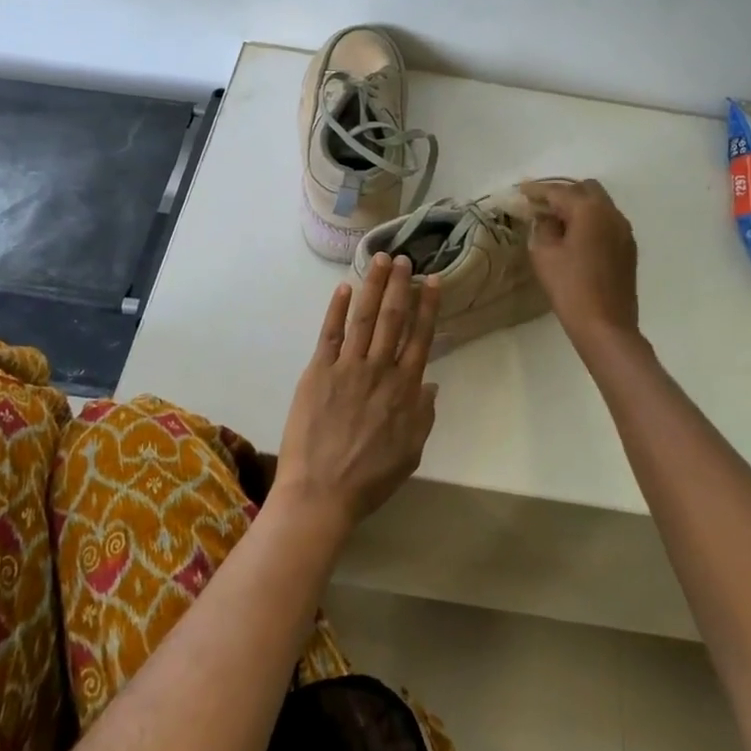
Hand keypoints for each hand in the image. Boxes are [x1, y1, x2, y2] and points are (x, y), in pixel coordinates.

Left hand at [273, 253, 441, 533]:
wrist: (321, 492)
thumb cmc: (369, 478)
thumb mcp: (411, 452)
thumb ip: (423, 414)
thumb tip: (430, 382)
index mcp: (405, 390)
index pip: (420, 337)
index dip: (427, 306)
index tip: (432, 281)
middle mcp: (379, 370)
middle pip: (393, 319)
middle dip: (400, 286)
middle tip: (404, 258)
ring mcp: (347, 368)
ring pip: (364, 318)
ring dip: (373, 286)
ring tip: (380, 260)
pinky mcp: (318, 372)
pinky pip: (330, 334)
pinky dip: (337, 310)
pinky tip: (344, 288)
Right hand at [522, 178, 638, 343]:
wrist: (606, 325)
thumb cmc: (570, 288)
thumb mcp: (544, 254)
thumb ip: (543, 227)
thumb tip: (547, 218)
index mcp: (589, 210)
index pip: (559, 191)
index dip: (538, 190)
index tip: (521, 190)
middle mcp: (611, 213)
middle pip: (585, 189)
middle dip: (562, 193)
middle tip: (540, 206)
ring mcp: (624, 230)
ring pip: (599, 205)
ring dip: (578, 206)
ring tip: (556, 221)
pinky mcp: (628, 248)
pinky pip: (607, 222)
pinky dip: (590, 221)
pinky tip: (575, 237)